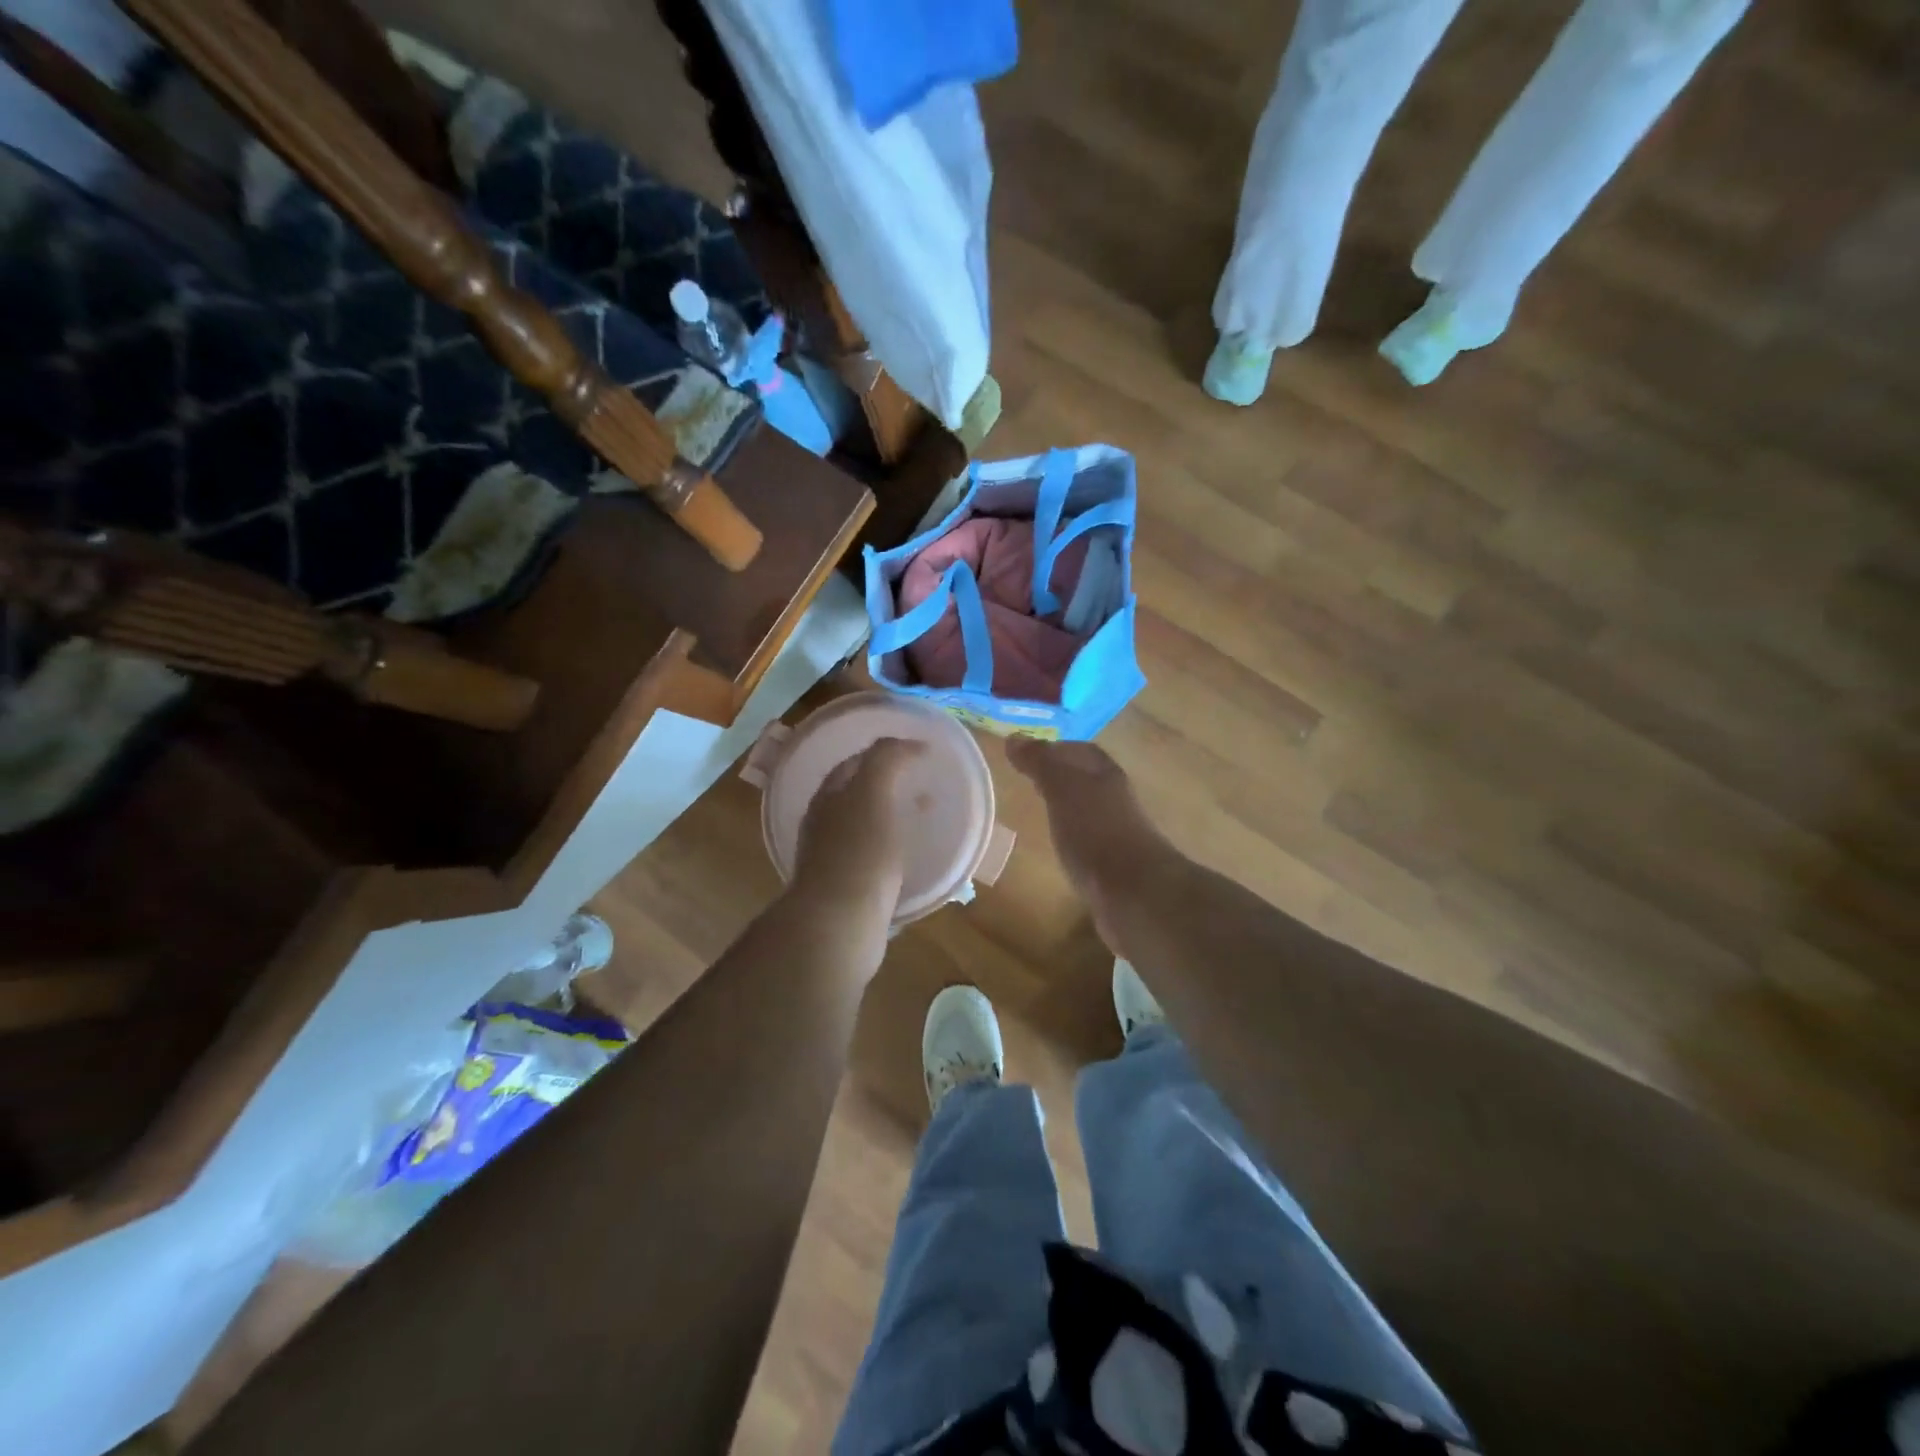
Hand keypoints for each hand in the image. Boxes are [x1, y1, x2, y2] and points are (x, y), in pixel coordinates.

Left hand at [792, 737, 927, 909]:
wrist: (839, 923)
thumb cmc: (859, 852)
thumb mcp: (872, 792)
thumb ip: (885, 760)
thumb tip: (906, 744)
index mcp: (827, 796)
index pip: (855, 762)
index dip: (886, 752)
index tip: (921, 753)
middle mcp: (823, 823)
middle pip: (856, 793)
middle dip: (888, 784)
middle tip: (923, 784)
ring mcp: (831, 858)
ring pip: (864, 826)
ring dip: (891, 817)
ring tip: (923, 819)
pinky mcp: (845, 889)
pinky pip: (871, 858)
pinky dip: (891, 848)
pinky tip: (910, 857)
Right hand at [1005, 738, 1166, 938]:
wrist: (1134, 893)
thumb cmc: (1095, 832)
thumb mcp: (1062, 788)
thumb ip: (1041, 763)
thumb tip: (1014, 738)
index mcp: (1105, 775)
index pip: (1081, 751)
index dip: (1056, 748)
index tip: (1026, 754)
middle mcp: (1114, 800)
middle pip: (1085, 780)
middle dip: (1059, 777)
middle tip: (1026, 781)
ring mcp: (1116, 834)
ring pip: (1086, 811)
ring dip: (1065, 809)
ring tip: (1036, 813)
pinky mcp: (1112, 866)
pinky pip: (1087, 842)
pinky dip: (1070, 838)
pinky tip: (1055, 848)